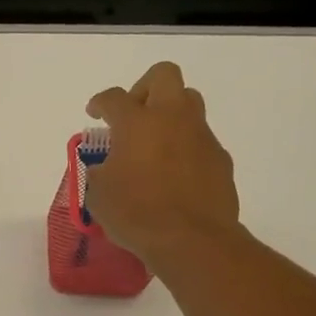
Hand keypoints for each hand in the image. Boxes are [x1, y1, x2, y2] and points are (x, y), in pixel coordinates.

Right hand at [85, 61, 241, 264]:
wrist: (192, 240)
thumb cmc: (136, 214)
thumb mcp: (99, 195)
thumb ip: (99, 173)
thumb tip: (106, 168)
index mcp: (136, 123)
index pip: (113, 98)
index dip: (100, 102)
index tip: (95, 113)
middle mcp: (172, 119)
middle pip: (164, 76)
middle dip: (145, 87)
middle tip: (133, 114)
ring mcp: (201, 136)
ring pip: (189, 103)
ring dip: (170, 114)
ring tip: (154, 143)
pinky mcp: (220, 158)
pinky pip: (201, 140)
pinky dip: (186, 147)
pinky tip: (175, 174)